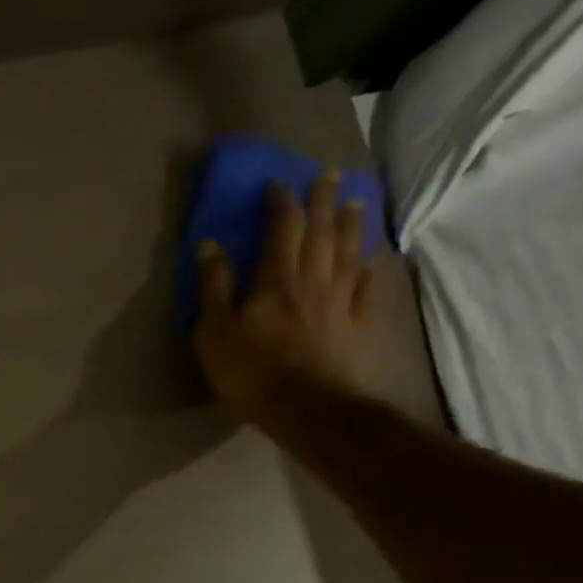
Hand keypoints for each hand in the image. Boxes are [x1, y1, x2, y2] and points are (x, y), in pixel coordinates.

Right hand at [193, 174, 375, 423]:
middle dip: (323, 201)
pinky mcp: (356, 326)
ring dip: (352, 224)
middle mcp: (314, 280)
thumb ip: (214, 287)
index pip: (283, 228)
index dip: (281, 202)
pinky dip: (369, 271)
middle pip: (322, 232)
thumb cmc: (250, 370)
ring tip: (355, 202)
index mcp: (276, 279)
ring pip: (349, 253)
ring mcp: (340, 302)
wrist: (306, 408)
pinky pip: (366, 290)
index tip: (279, 182)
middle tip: (329, 175)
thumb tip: (210, 244)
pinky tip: (372, 262)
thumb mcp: (214, 331)